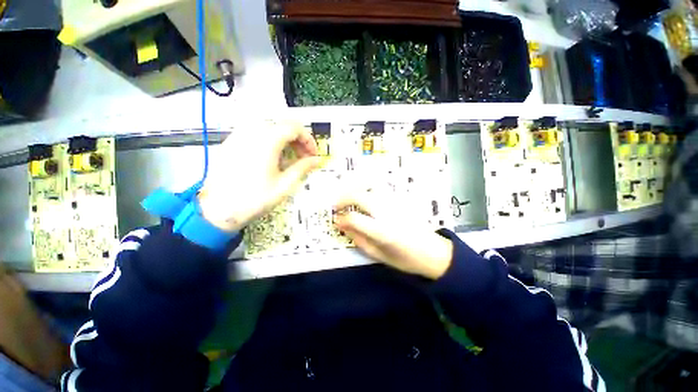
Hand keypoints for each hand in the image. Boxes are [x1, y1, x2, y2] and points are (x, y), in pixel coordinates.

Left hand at [198, 121, 321, 231]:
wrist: (219, 210)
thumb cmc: (255, 199)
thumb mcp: (285, 185)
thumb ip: (303, 168)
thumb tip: (317, 160)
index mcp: (267, 141)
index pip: (295, 128)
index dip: (308, 140)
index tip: (313, 155)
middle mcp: (252, 132)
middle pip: (282, 125)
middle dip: (297, 139)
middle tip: (303, 157)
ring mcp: (238, 135)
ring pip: (269, 127)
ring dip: (284, 139)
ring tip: (288, 158)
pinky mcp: (230, 142)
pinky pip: (255, 133)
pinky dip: (269, 141)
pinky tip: (270, 158)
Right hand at [334, 192, 453, 279]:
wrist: (433, 252)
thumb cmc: (405, 259)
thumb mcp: (378, 255)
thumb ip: (359, 239)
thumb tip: (342, 226)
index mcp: (382, 231)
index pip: (354, 218)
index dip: (342, 219)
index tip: (336, 221)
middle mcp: (387, 212)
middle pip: (360, 196)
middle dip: (344, 199)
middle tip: (337, 206)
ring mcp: (394, 203)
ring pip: (370, 186)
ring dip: (355, 188)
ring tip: (348, 196)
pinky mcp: (400, 199)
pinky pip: (380, 187)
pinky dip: (367, 186)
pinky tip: (363, 193)